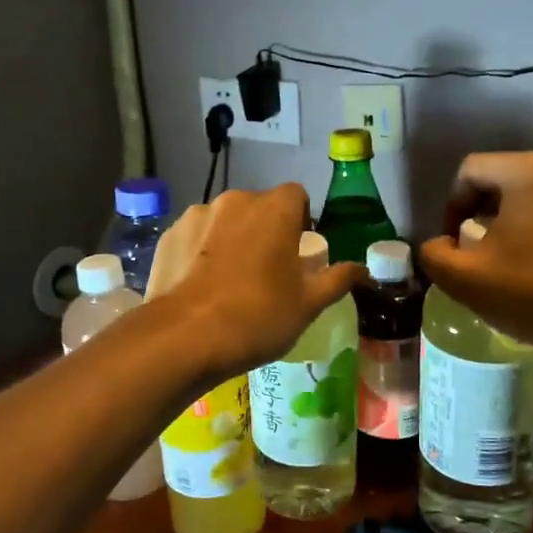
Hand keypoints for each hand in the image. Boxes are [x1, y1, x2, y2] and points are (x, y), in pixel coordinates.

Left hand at [148, 184, 366, 382]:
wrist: (185, 337)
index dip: (301, 220)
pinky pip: (195, 237)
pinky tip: (201, 286)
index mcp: (275, 208)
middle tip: (266, 271)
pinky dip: (201, 252)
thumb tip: (363, 270)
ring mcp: (197, 215)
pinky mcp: (169, 235)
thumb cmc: (259, 316)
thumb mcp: (309, 304)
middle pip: (258, 207)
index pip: (296, 196)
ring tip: (229, 280)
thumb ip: (337, 279)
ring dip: (231, 238)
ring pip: (224, 221)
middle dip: (265, 229)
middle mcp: (235, 200)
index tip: (298, 253)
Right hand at [417, 152, 532, 359]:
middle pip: (508, 180)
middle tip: (482, 254)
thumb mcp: (466, 280)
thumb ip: (435, 255)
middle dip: (487, 214)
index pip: (471, 170)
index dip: (452, 205)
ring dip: (522, 222)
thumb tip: (440, 245)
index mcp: (529, 170)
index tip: (454, 244)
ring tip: (519, 263)